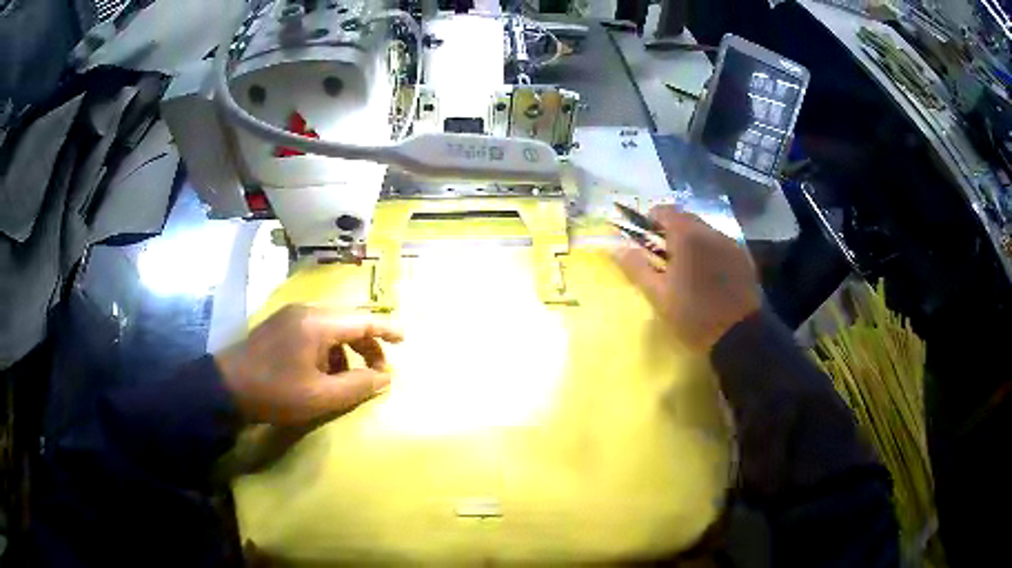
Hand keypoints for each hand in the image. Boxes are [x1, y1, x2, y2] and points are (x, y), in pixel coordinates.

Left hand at [215, 305, 403, 424]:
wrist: (226, 387)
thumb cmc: (275, 392)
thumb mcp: (320, 397)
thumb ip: (357, 386)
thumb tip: (385, 378)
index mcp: (317, 324)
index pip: (362, 321)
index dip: (387, 330)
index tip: (405, 340)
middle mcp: (306, 312)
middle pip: (348, 322)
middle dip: (366, 346)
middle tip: (377, 373)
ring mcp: (290, 316)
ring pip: (331, 328)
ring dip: (346, 351)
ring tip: (347, 379)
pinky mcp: (280, 325)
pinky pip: (314, 332)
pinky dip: (327, 350)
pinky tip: (321, 373)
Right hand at [614, 206, 760, 351]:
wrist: (738, 336)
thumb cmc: (693, 316)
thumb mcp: (658, 295)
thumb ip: (636, 267)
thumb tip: (615, 248)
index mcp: (687, 236)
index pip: (664, 210)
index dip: (650, 220)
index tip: (644, 238)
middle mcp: (711, 231)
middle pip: (686, 218)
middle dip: (671, 231)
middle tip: (663, 256)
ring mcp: (731, 243)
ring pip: (705, 230)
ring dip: (692, 240)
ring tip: (686, 267)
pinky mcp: (744, 257)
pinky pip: (721, 244)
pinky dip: (709, 251)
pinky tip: (708, 274)